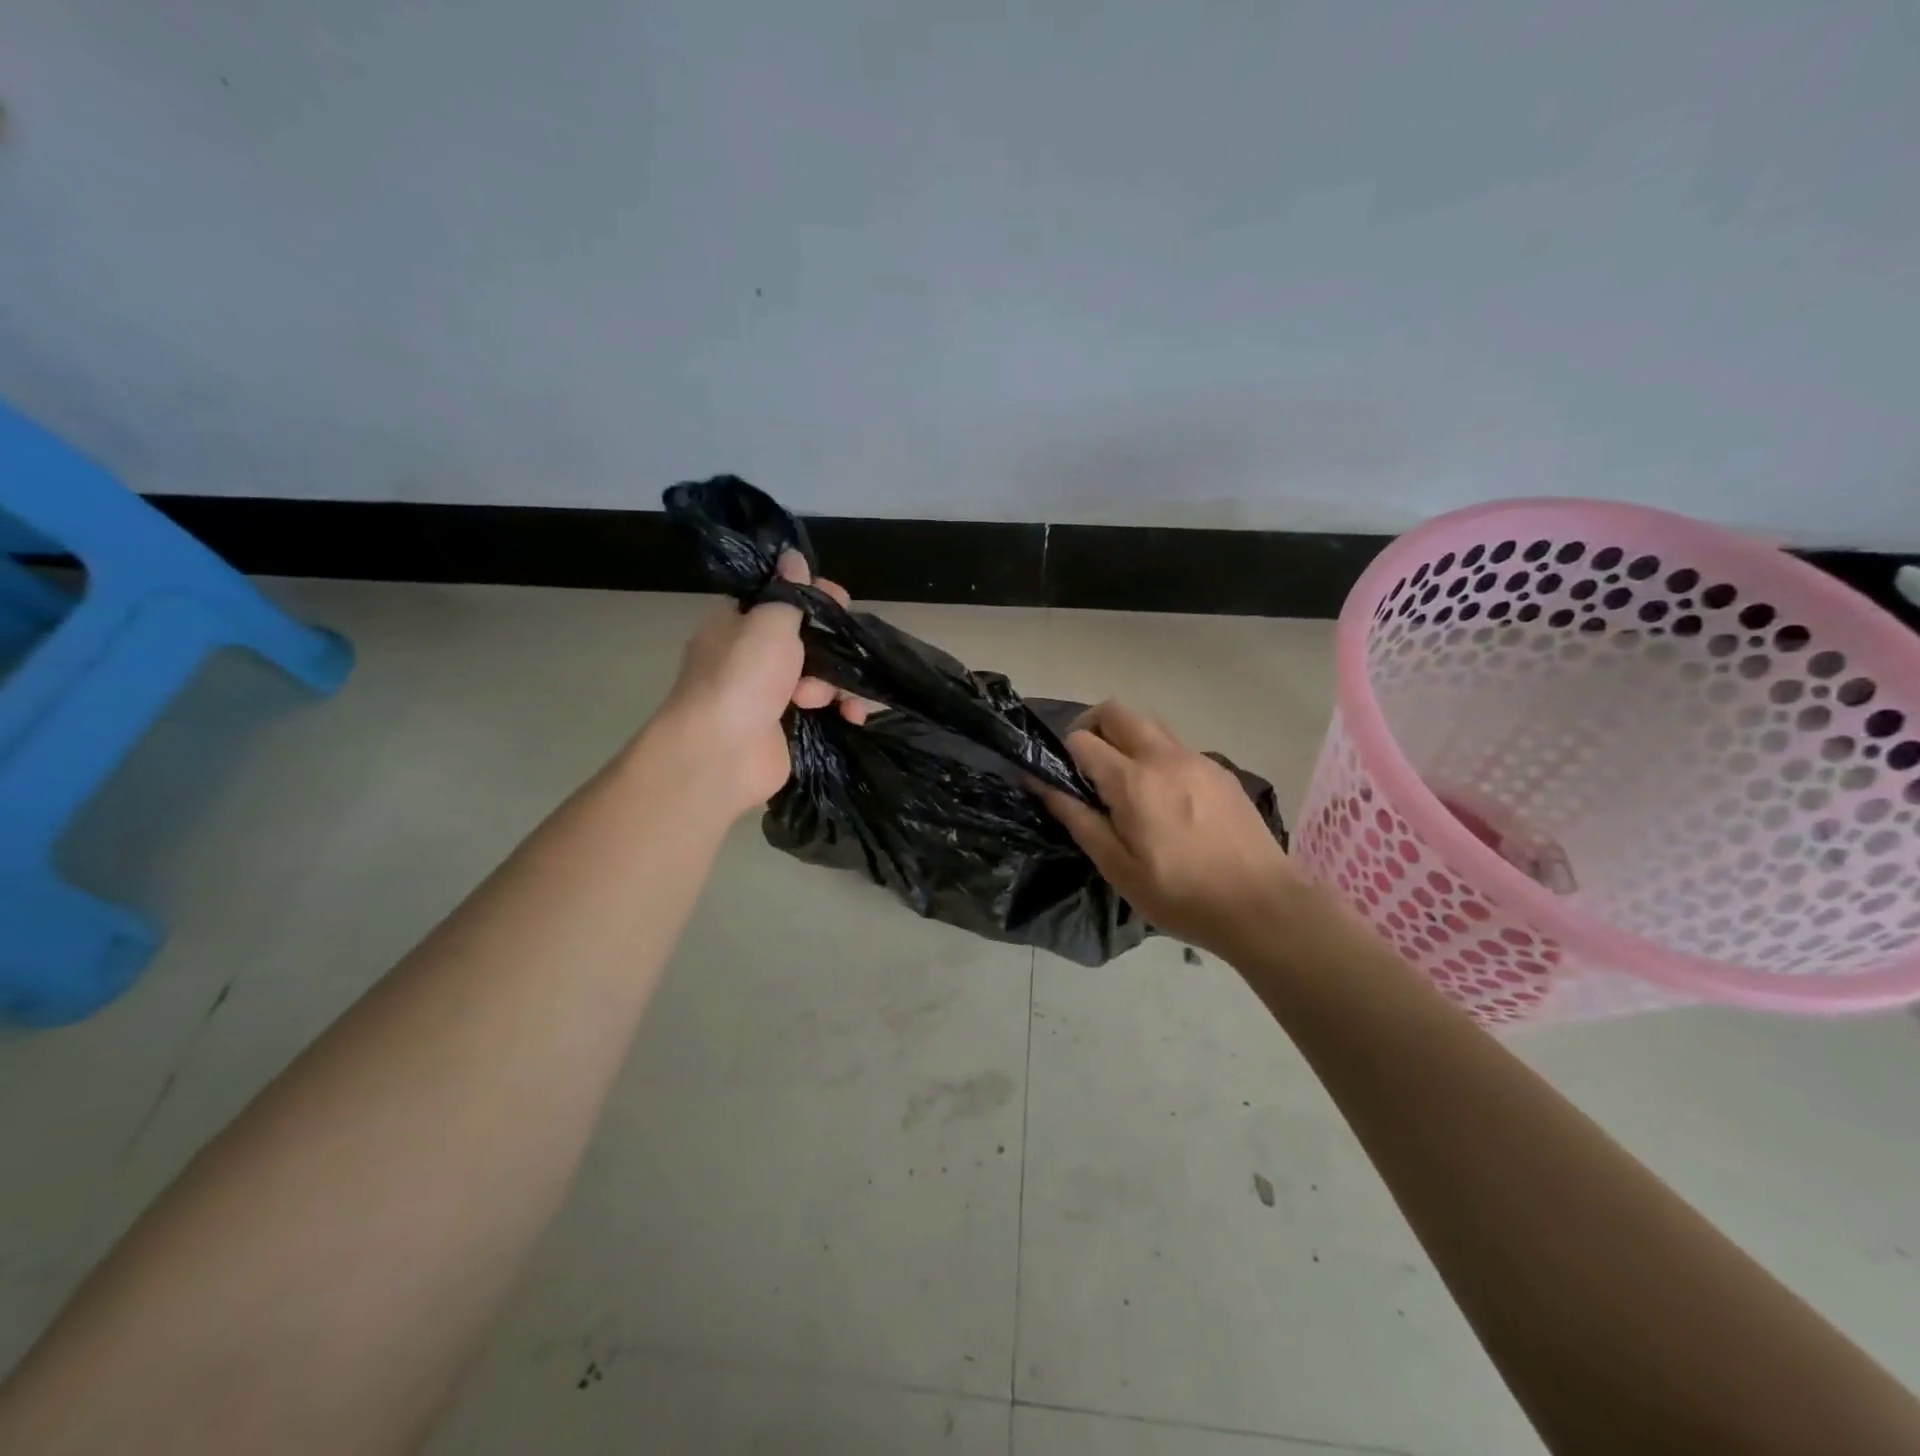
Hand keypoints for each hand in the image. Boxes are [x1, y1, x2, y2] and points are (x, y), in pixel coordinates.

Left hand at [650, 551, 867, 817]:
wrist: (721, 753)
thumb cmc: (741, 678)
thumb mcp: (768, 622)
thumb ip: (788, 592)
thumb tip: (792, 555)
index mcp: (738, 624)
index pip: (780, 598)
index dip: (813, 596)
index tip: (840, 600)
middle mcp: (753, 657)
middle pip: (808, 640)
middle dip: (831, 648)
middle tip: (846, 651)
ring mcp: (771, 696)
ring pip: (822, 677)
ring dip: (835, 685)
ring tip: (826, 700)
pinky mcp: (789, 729)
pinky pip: (826, 711)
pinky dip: (841, 711)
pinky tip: (853, 716)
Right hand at [1037, 700, 1301, 958]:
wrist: (1261, 905)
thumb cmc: (1179, 895)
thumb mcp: (1117, 867)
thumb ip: (1078, 819)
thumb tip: (1041, 783)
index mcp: (1133, 781)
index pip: (1082, 739)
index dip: (1064, 755)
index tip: (1065, 780)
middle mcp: (1164, 756)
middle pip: (1117, 711)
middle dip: (1092, 726)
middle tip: (1087, 765)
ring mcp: (1198, 759)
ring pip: (1150, 724)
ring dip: (1126, 738)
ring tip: (1126, 782)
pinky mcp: (1221, 771)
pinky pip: (1177, 746)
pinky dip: (1157, 756)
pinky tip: (1166, 799)